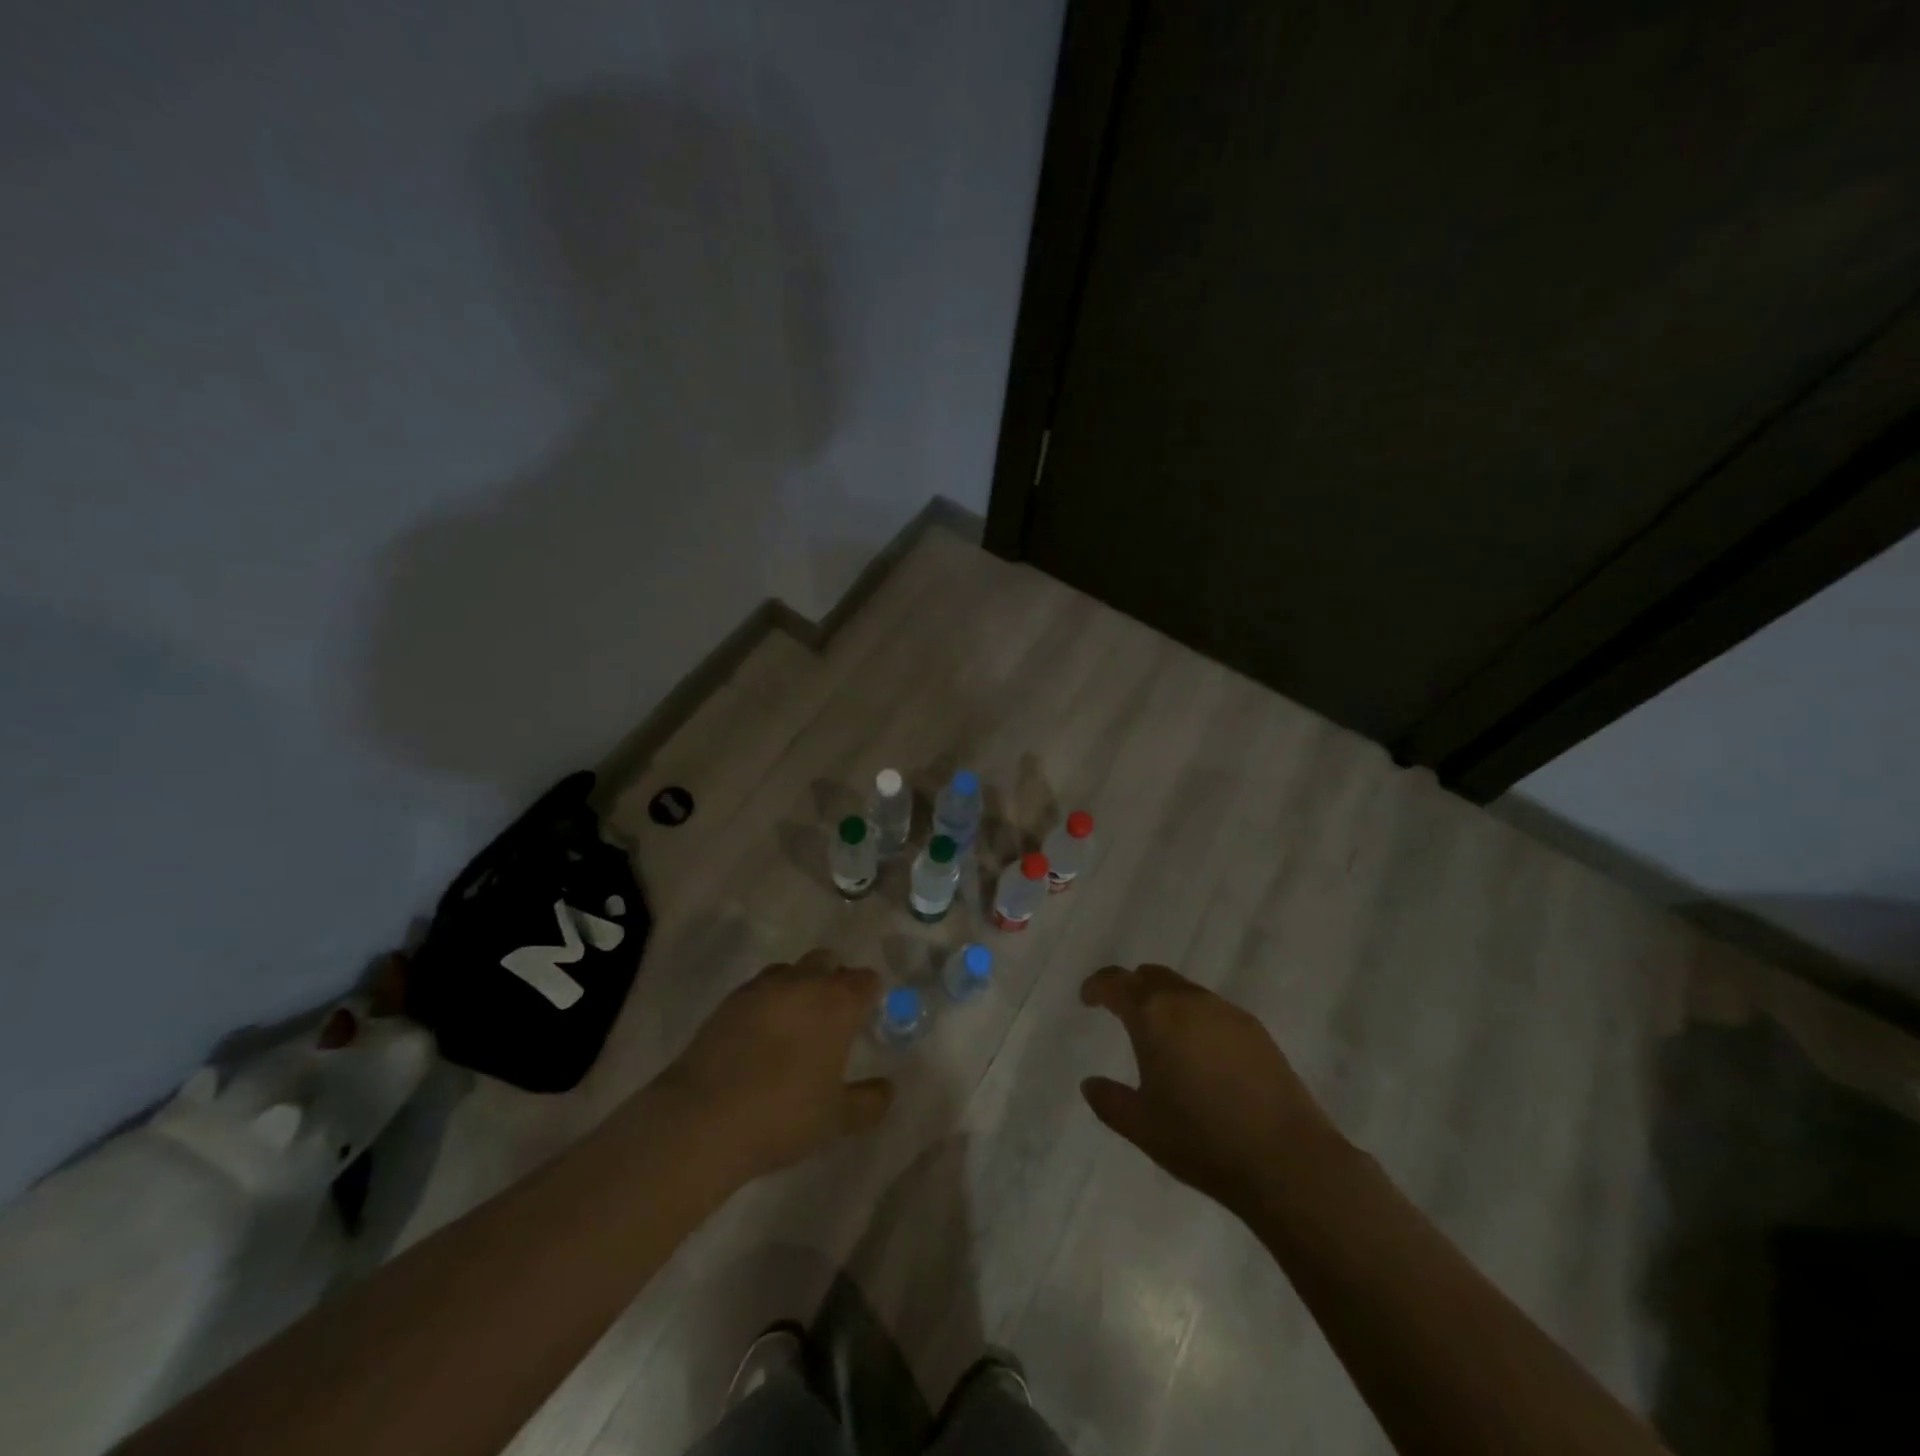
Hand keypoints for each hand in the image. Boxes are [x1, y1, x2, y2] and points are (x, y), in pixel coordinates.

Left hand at [654, 950, 893, 1187]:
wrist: (702, 1120)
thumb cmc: (783, 1116)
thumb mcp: (837, 1119)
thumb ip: (869, 1101)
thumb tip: (887, 1089)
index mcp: (838, 1003)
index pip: (866, 980)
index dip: (869, 996)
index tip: (865, 1020)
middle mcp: (803, 983)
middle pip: (827, 961)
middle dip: (834, 980)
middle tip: (831, 1019)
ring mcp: (762, 988)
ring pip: (790, 970)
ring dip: (798, 986)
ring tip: (793, 1025)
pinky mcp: (729, 1001)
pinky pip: (758, 989)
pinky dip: (767, 1002)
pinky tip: (760, 1036)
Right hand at [1080, 964, 1344, 1217]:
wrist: (1286, 1159)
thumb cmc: (1201, 1140)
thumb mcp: (1142, 1127)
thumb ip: (1109, 1101)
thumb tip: (1090, 1083)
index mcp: (1153, 1015)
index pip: (1116, 982)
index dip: (1097, 986)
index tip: (1088, 998)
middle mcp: (1188, 1001)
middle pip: (1151, 977)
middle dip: (1132, 988)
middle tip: (1121, 1011)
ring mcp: (1225, 1012)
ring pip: (1184, 990)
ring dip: (1165, 1002)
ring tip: (1162, 1036)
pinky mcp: (1255, 1029)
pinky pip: (1212, 1010)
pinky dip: (1195, 1018)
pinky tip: (1201, 1054)